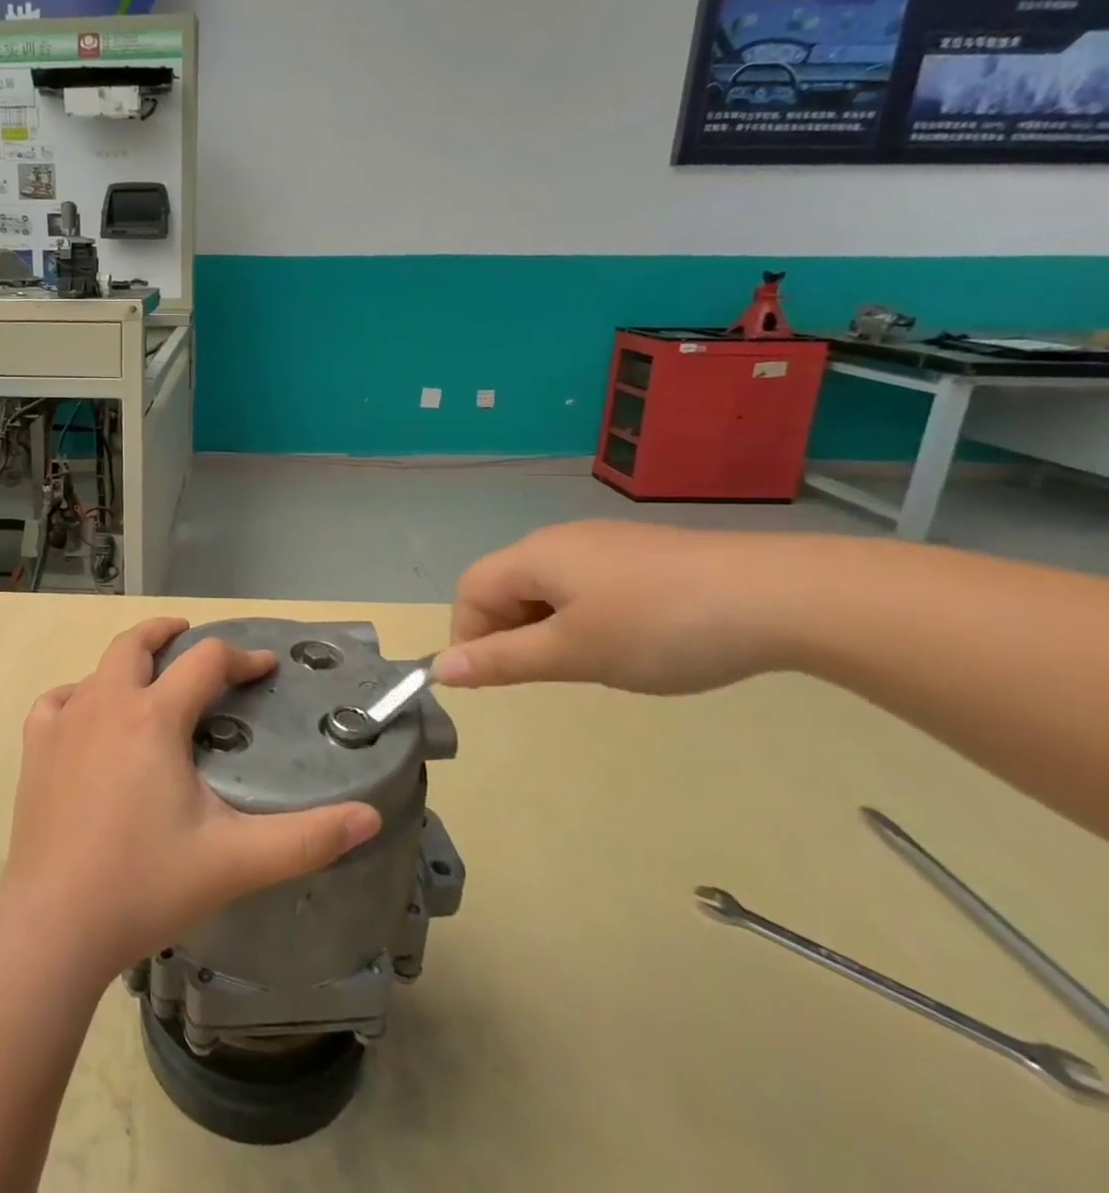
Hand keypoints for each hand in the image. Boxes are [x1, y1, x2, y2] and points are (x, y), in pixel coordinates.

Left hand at [0, 618, 382, 979]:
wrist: (54, 925)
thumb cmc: (146, 884)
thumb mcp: (236, 861)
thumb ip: (307, 839)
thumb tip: (369, 817)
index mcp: (155, 717)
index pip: (206, 661)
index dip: (242, 658)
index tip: (265, 668)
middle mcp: (107, 703)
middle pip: (136, 642)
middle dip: (169, 632)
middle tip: (190, 637)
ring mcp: (64, 723)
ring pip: (98, 668)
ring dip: (127, 662)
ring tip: (148, 678)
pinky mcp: (35, 749)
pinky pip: (57, 701)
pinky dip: (78, 695)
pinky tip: (87, 715)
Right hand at [433, 522, 786, 695]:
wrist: (781, 597)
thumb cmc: (658, 627)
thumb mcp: (572, 653)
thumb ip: (501, 661)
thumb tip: (439, 669)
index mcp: (533, 556)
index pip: (470, 592)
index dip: (468, 637)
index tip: (496, 681)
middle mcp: (560, 540)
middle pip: (506, 586)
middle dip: (510, 634)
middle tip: (549, 676)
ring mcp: (605, 544)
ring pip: (549, 589)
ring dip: (549, 629)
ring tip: (592, 663)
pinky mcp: (644, 555)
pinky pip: (588, 586)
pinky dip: (586, 618)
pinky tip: (631, 642)